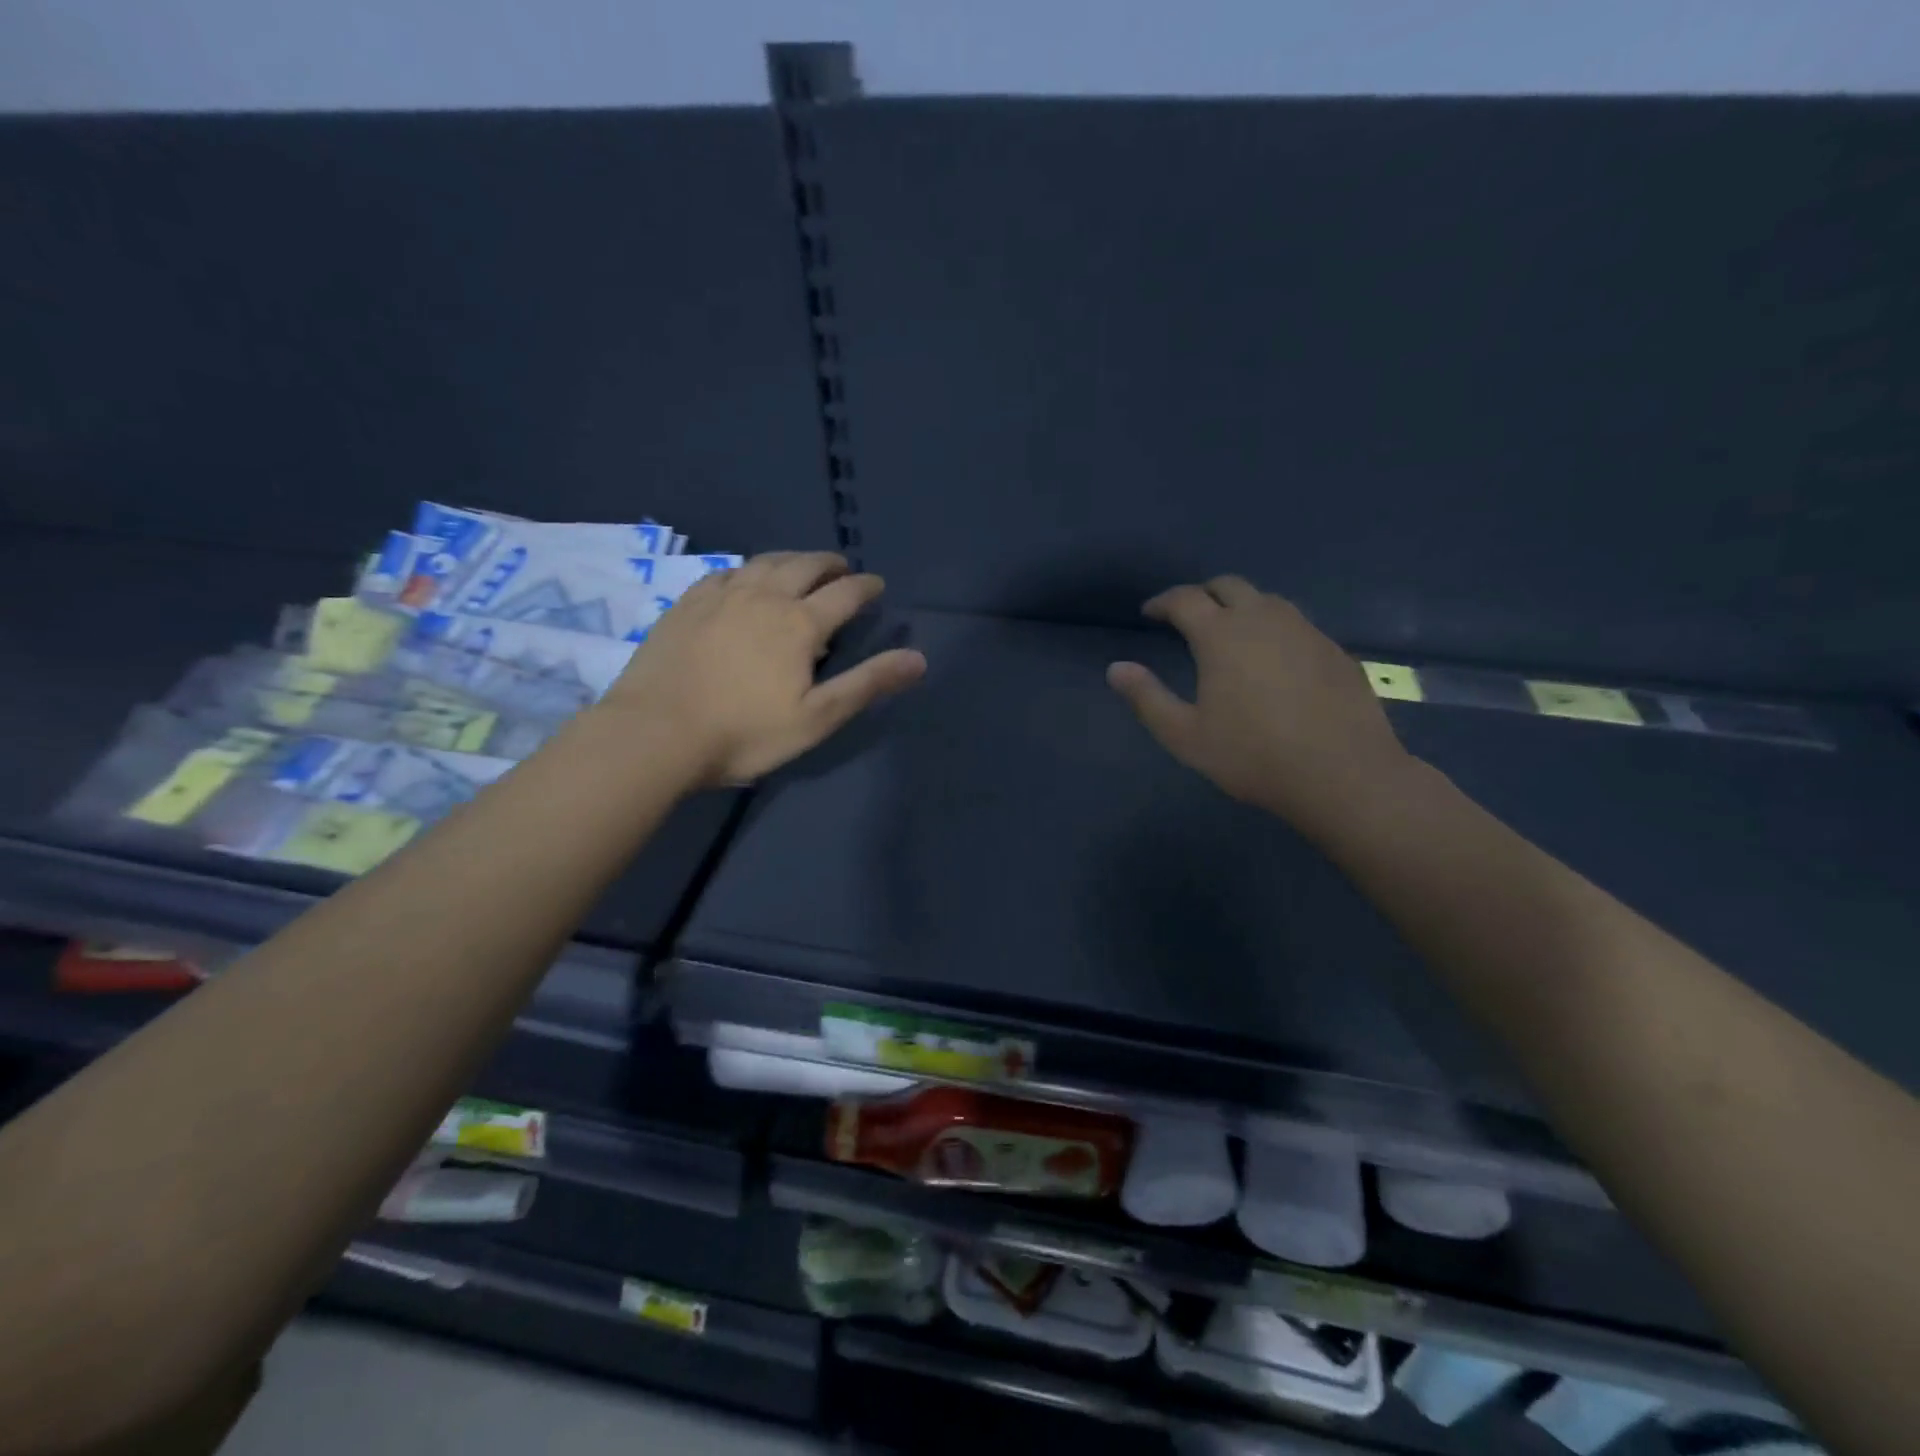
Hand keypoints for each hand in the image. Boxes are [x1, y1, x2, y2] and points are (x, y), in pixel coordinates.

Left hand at [602, 552, 925, 786]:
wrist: (655, 733)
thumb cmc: (744, 733)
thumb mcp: (817, 717)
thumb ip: (867, 683)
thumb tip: (918, 658)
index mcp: (799, 623)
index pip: (845, 593)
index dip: (866, 587)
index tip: (877, 586)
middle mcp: (764, 596)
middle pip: (805, 566)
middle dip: (830, 564)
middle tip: (842, 568)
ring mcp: (721, 595)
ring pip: (764, 562)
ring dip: (791, 560)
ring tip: (801, 566)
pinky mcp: (687, 603)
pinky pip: (726, 572)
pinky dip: (748, 569)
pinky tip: (744, 579)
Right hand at [1106, 576, 1409, 834]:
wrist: (1342, 774)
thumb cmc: (1252, 756)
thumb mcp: (1185, 735)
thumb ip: (1147, 698)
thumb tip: (1116, 668)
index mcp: (1221, 634)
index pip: (1185, 599)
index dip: (1162, 602)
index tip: (1149, 613)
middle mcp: (1263, 618)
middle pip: (1228, 585)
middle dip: (1202, 594)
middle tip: (1188, 617)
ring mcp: (1304, 630)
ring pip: (1266, 600)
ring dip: (1240, 607)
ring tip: (1230, 634)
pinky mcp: (1333, 649)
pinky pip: (1295, 623)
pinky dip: (1272, 628)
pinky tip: (1273, 659)